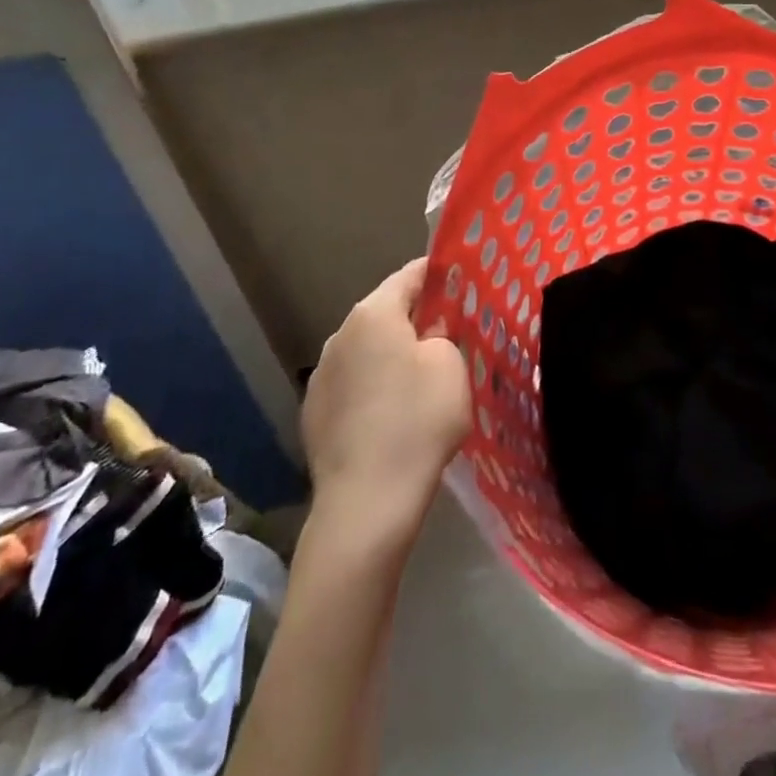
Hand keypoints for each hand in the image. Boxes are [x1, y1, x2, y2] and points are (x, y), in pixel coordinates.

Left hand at [303, 259, 470, 533]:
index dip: (438, 273)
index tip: (461, 278)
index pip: (410, 275)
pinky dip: (374, 387)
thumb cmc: (417, 420)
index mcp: (373, 314)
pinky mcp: (314, 412)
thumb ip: (443, 335)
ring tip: (421, 378)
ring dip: (392, 355)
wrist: (366, 502)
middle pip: (386, 313)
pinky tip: (392, 415)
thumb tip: (428, 335)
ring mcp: (322, 375)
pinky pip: (353, 384)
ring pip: (367, 350)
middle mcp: (340, 335)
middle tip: (450, 332)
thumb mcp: (450, 367)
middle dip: (416, 318)